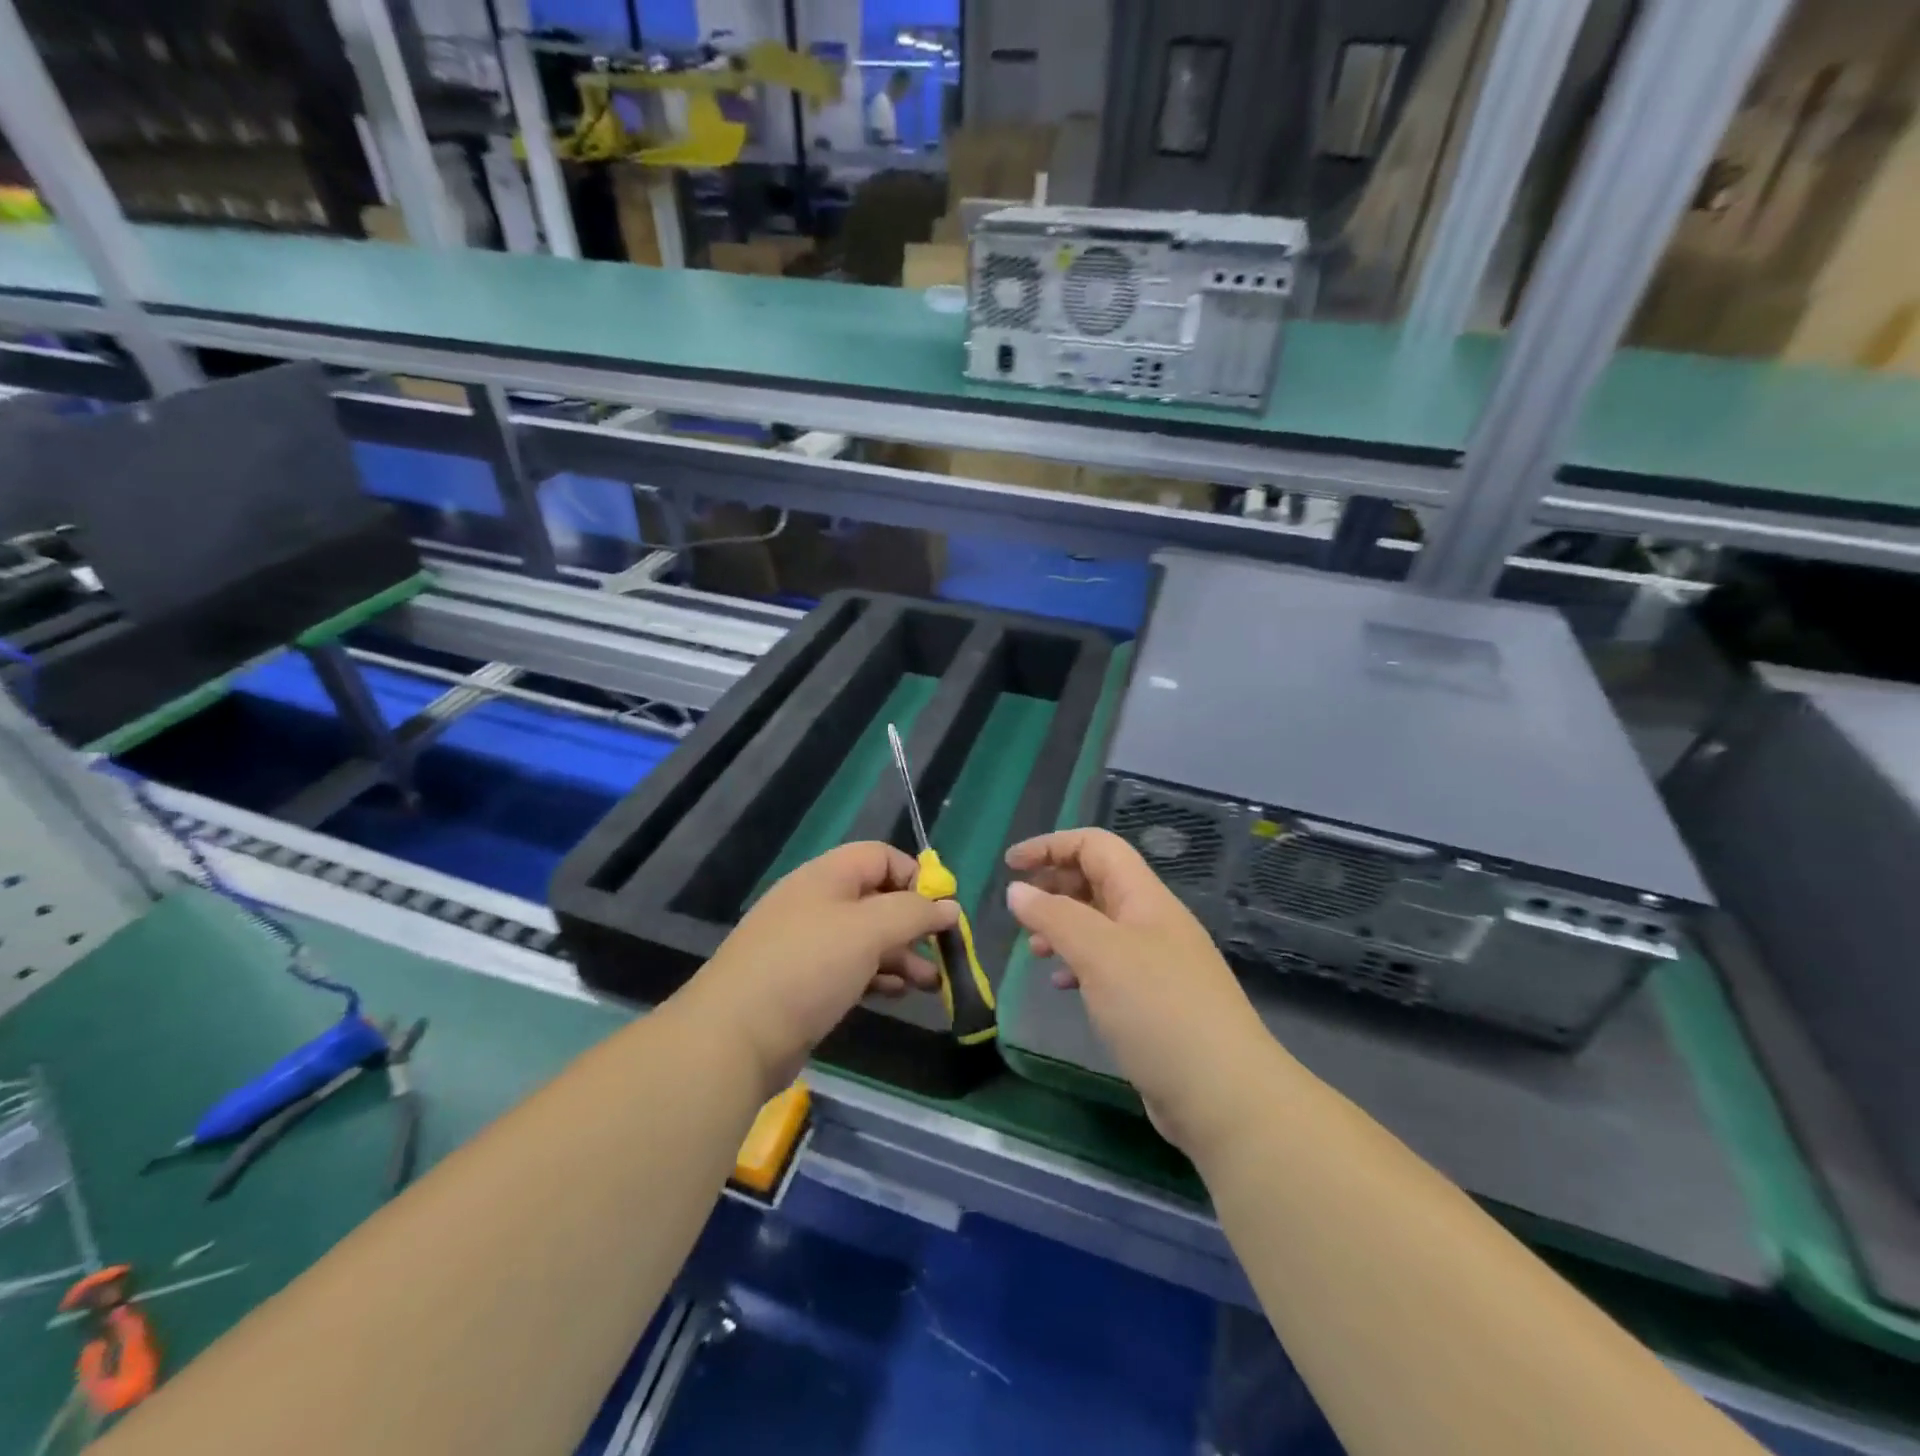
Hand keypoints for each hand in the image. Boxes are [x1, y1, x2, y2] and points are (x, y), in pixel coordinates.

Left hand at [688, 842, 958, 1093]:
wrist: (734, 1037)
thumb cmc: (807, 968)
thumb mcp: (869, 931)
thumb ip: (913, 914)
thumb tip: (949, 906)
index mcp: (826, 876)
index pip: (881, 856)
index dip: (915, 877)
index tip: (942, 910)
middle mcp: (816, 903)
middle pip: (876, 898)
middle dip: (913, 923)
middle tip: (944, 951)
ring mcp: (806, 944)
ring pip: (866, 938)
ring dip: (902, 955)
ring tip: (931, 983)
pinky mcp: (802, 983)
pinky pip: (850, 968)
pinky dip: (878, 976)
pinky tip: (897, 994)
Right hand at [1005, 828, 1280, 1157]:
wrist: (1224, 1095)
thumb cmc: (1158, 1010)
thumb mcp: (1099, 954)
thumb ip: (1055, 916)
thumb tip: (1018, 891)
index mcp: (1144, 897)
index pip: (1096, 846)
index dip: (1051, 845)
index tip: (1010, 865)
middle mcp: (1152, 921)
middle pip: (1097, 881)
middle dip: (1054, 885)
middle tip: (1019, 911)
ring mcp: (1156, 962)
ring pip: (1099, 925)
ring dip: (1063, 927)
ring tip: (1035, 949)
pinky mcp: (1154, 1001)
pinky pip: (1107, 965)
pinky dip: (1079, 964)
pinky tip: (1062, 984)